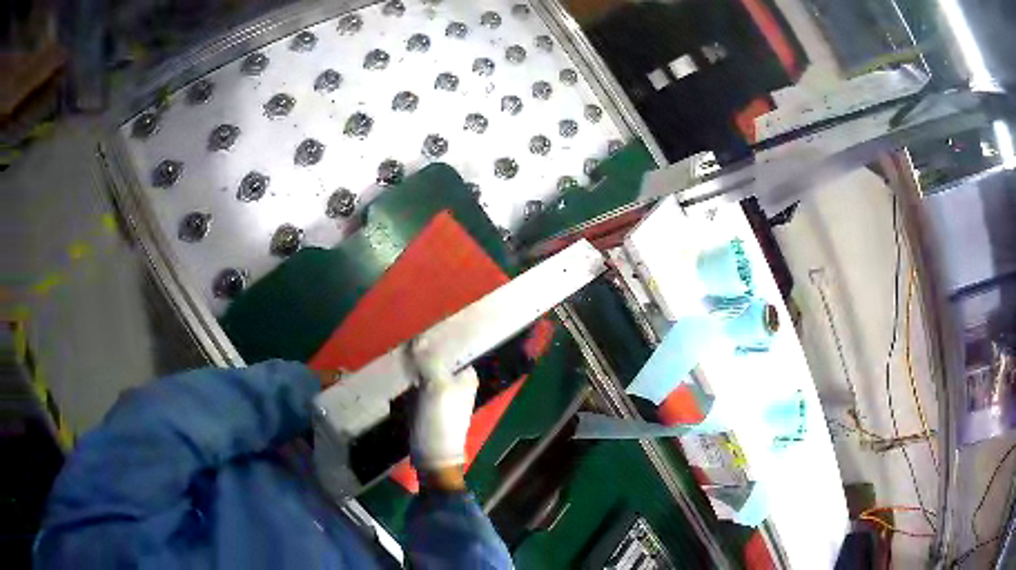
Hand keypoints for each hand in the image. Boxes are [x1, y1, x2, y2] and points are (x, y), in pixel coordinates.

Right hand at [409, 338, 477, 474]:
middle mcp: (456, 382)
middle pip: (436, 359)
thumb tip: (418, 338)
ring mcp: (439, 394)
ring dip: (411, 367)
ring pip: (423, 371)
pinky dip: (406, 382)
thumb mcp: (437, 386)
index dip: (436, 339)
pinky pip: (414, 386)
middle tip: (402, 344)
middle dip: (420, 353)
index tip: (417, 330)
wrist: (432, 456)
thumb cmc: (440, 420)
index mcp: (466, 375)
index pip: (452, 348)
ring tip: (396, 356)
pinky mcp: (425, 405)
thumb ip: (429, 360)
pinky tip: (395, 376)